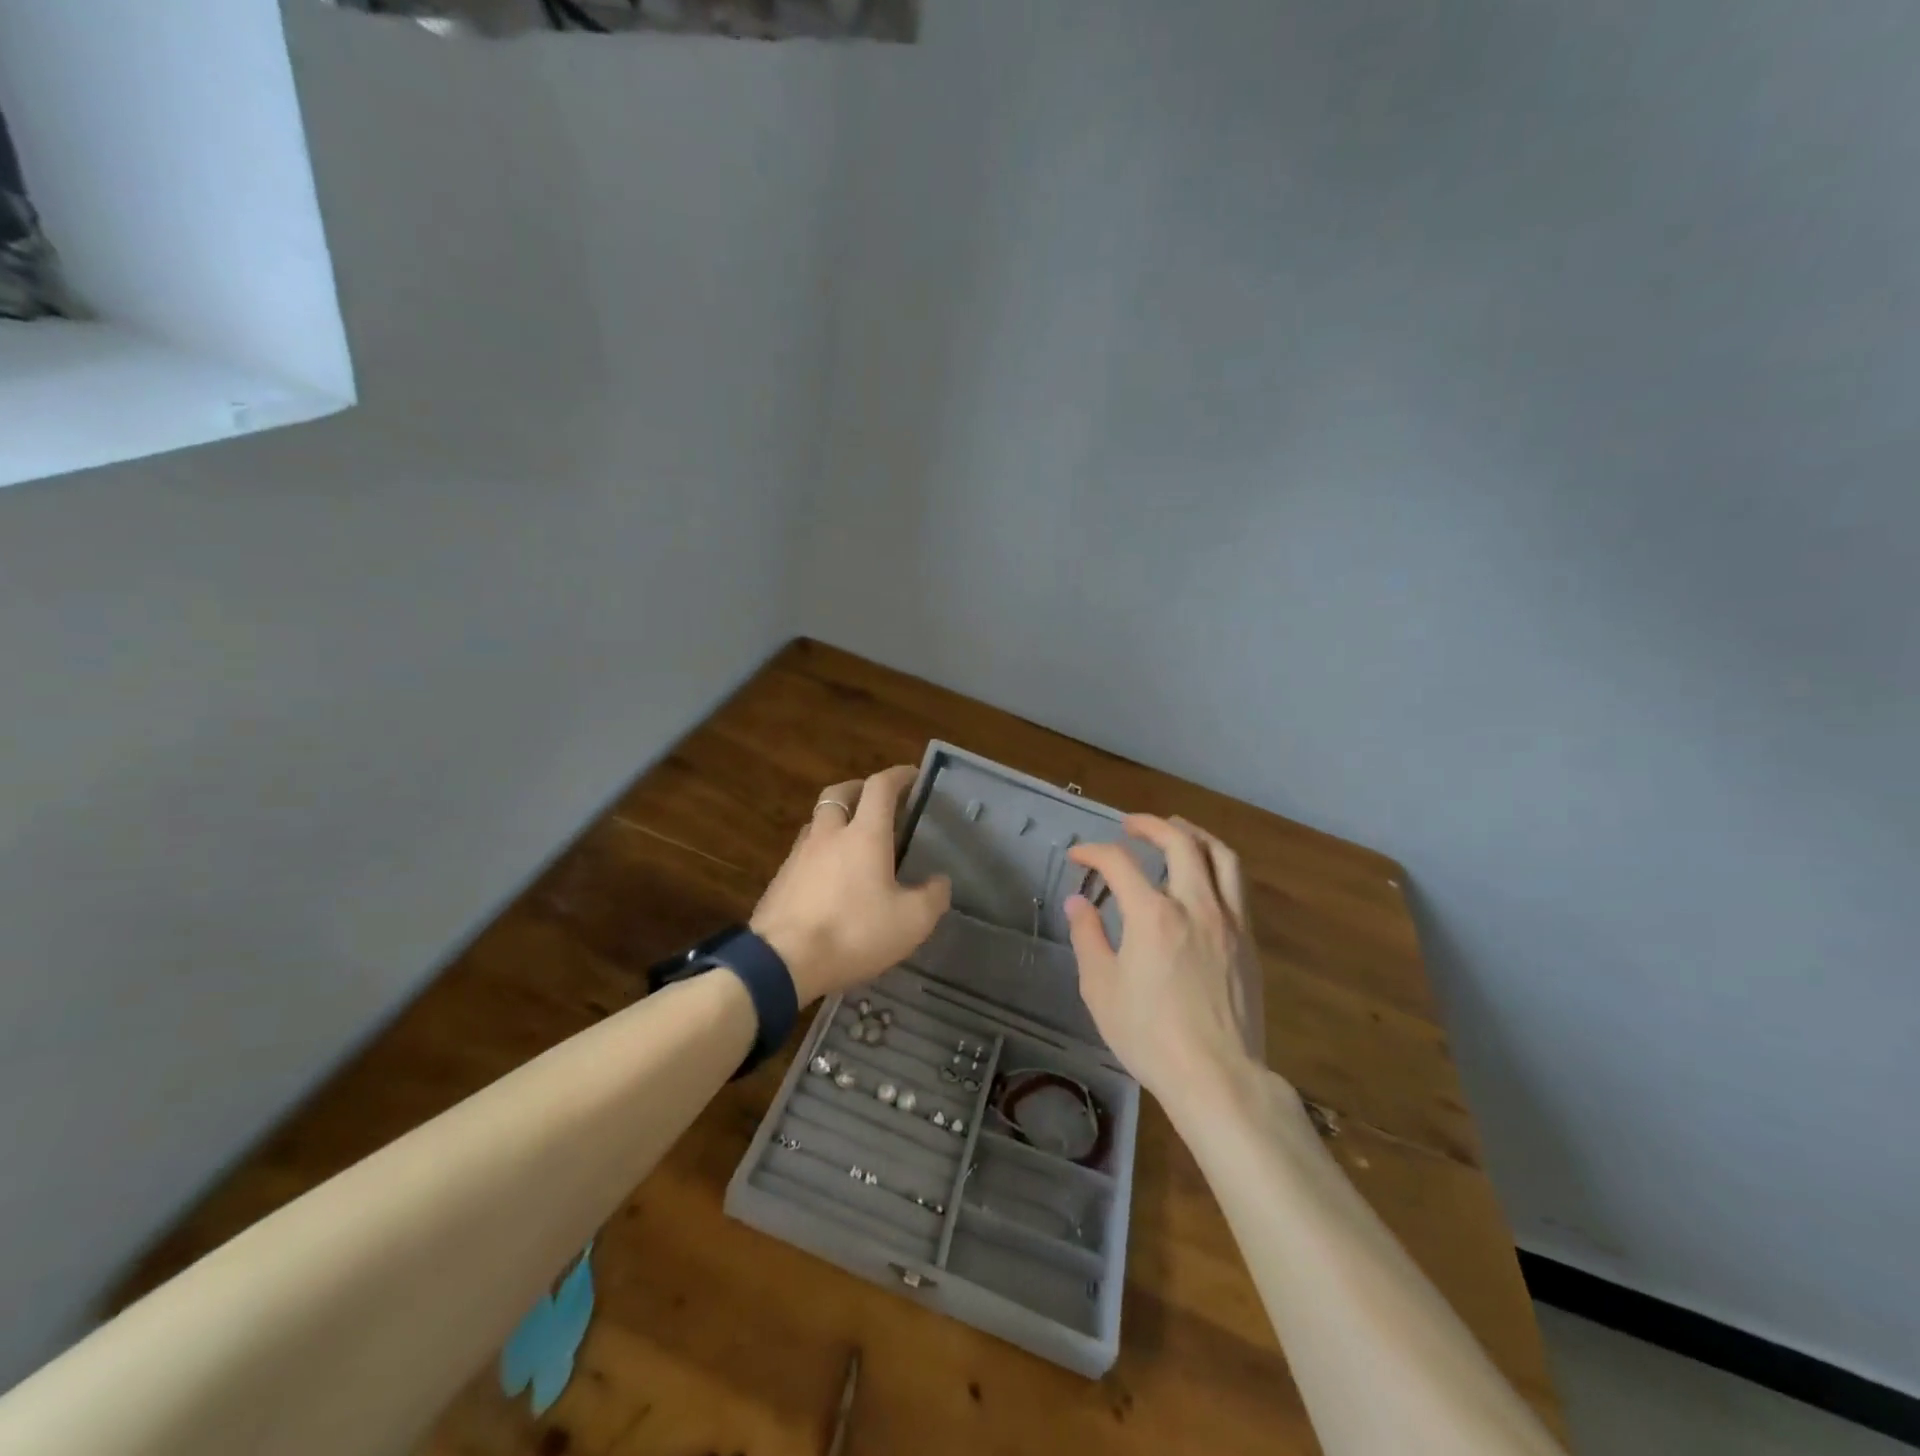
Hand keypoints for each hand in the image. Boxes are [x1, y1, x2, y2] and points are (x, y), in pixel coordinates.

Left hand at [750, 765, 952, 1005]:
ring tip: (852, 840)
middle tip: (876, 801)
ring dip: (836, 820)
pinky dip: (819, 853)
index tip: (912, 775)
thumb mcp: (911, 922)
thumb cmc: (854, 933)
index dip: (898, 776)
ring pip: (817, 822)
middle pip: (839, 793)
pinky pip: (803, 853)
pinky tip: (828, 878)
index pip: (880, 787)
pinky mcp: (779, 880)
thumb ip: (933, 897)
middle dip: (859, 788)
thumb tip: (940, 881)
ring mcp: (798, 856)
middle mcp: (829, 835)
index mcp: (864, 835)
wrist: (782, 962)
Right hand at [1064, 815, 1266, 1108]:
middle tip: (1130, 825)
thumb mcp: (1101, 989)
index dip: (1094, 852)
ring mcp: (1229, 921)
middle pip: (1179, 842)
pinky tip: (1204, 875)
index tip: (1078, 856)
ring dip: (1194, 834)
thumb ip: (1088, 937)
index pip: (1120, 863)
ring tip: (1176, 829)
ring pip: (1220, 856)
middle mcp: (1195, 905)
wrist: (1217, 1076)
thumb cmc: (1149, 1036)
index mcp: (1153, 915)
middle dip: (1150, 825)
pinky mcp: (1248, 941)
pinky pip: (1237, 886)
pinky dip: (1217, 865)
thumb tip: (1078, 902)